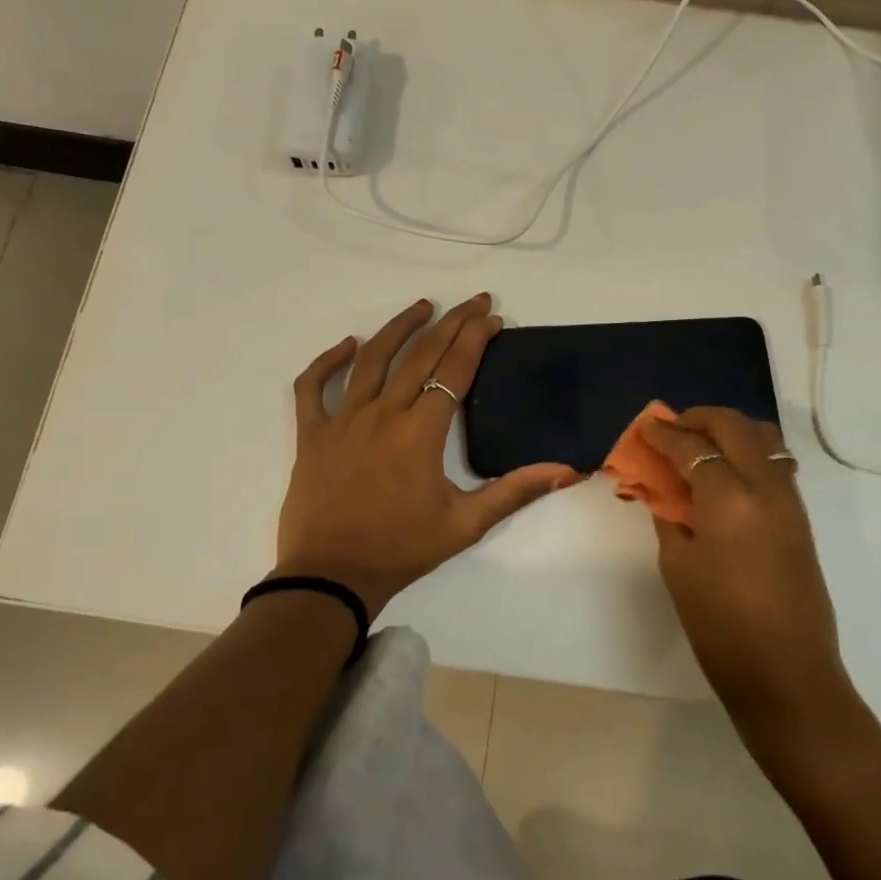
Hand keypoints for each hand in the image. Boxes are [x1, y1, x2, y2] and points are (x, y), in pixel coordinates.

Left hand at [277, 294, 578, 618]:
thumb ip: (515, 491)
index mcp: (421, 431)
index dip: (476, 338)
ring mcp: (343, 420)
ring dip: (398, 328)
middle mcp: (382, 413)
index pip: (455, 369)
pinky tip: (348, 344)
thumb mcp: (466, 524)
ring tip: (422, 306)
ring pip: (370, 359)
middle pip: (420, 355)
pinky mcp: (312, 434)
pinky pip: (313, 387)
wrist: (332, 577)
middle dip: (451, 323)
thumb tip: (567, 471)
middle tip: (474, 302)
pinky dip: (327, 361)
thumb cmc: (401, 550)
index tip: (493, 318)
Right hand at [639, 408, 866, 767]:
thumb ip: (669, 514)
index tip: (645, 427)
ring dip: (728, 430)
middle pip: (733, 426)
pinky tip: (725, 473)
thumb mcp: (678, 565)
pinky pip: (774, 461)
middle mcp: (765, 485)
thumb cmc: (719, 625)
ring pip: (761, 436)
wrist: (787, 675)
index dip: (663, 434)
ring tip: (700, 445)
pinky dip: (748, 451)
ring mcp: (789, 499)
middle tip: (671, 429)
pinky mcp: (799, 516)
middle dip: (698, 419)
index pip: (691, 446)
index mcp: (729, 497)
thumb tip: (661, 486)